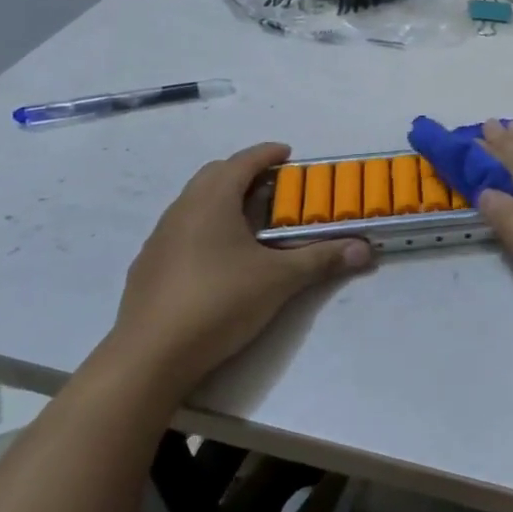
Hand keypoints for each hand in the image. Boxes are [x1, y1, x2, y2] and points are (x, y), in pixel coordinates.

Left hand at [109, 144, 370, 394]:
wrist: (150, 357)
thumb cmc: (219, 302)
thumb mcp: (280, 280)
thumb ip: (322, 259)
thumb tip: (365, 249)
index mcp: (211, 202)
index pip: (241, 162)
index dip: (266, 153)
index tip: (288, 153)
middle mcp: (181, 211)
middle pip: (213, 176)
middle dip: (244, 173)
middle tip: (274, 186)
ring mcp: (158, 240)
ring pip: (193, 204)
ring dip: (222, 201)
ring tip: (250, 222)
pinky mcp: (147, 268)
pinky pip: (180, 232)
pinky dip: (204, 229)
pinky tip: (219, 259)